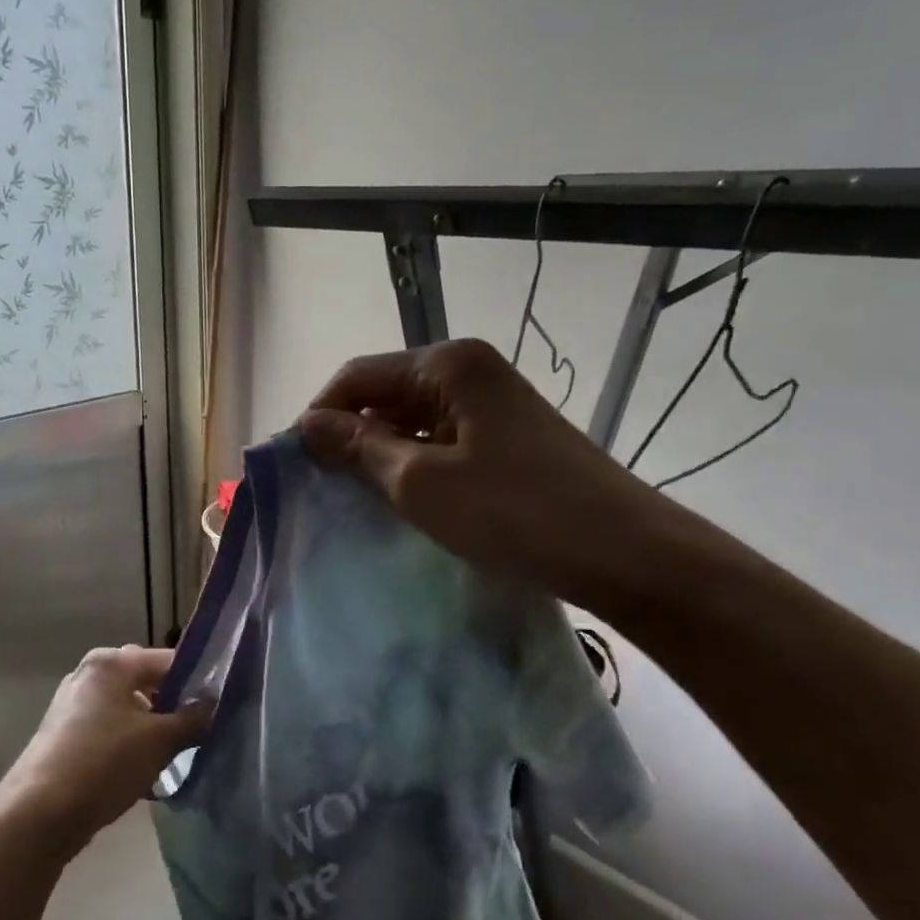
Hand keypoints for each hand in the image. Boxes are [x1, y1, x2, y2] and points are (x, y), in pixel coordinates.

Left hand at [0, 646, 204, 859]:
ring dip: (153, 728)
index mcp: (110, 663)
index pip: (167, 660)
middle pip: (146, 682)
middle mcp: (89, 674)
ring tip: (176, 755)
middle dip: (174, 705)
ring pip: (128, 709)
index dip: (197, 680)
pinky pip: (111, 731)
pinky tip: (146, 773)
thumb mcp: (159, 741)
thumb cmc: (104, 762)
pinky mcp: (66, 735)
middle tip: (200, 730)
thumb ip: (193, 719)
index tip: (222, 704)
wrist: (39, 812)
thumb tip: (215, 706)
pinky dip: (130, 744)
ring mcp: (74, 705)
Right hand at [297, 339, 669, 608]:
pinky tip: (402, 500)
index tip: (294, 463)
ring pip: (411, 421)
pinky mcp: (506, 438)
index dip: (320, 415)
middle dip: (349, 435)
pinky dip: (413, 466)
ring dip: (379, 454)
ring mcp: (492, 405)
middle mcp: (469, 371)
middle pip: (385, 394)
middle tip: (321, 486)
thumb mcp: (419, 481)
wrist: (624, 554)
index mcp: (447, 365)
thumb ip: (358, 446)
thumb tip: (307, 424)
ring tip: (355, 498)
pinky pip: (440, 442)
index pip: (357, 376)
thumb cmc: (513, 512)